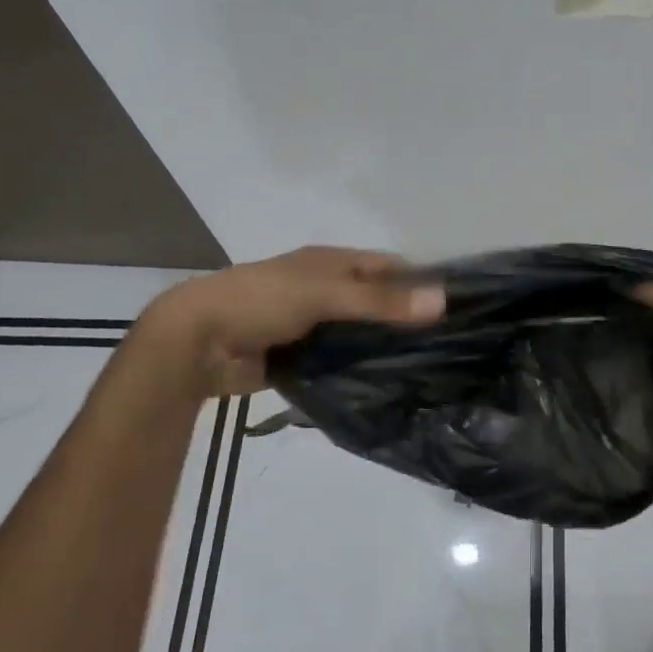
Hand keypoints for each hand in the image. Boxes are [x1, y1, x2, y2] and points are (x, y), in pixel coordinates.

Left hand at [140, 246, 444, 394]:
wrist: (196, 343)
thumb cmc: (261, 301)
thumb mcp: (324, 294)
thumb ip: (380, 302)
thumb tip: (442, 300)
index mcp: (330, 264)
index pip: (388, 266)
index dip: (420, 280)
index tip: (457, 305)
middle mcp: (325, 290)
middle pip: (375, 302)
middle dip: (406, 319)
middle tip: (449, 346)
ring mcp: (311, 325)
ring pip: (358, 335)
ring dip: (382, 348)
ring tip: (427, 370)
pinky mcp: (299, 358)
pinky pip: (337, 362)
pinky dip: (356, 370)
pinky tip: (385, 387)